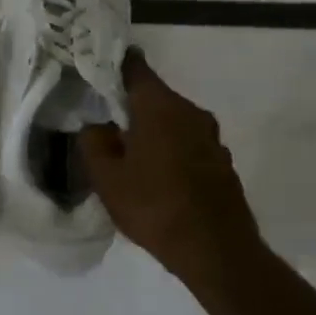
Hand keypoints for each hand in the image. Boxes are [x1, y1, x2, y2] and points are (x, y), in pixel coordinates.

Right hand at [78, 50, 264, 292]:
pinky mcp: (221, 162)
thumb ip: (93, 143)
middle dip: (131, 105)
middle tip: (105, 120)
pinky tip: (157, 175)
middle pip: (155, 96)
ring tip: (129, 152)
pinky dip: (170, 150)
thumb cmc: (154, 207)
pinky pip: (188, 144)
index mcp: (160, 107)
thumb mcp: (106, 178)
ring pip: (173, 122)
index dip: (115, 65)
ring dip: (152, 130)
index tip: (98, 69)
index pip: (136, 68)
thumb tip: (97, 126)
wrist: (216, 250)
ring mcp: (212, 137)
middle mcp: (191, 112)